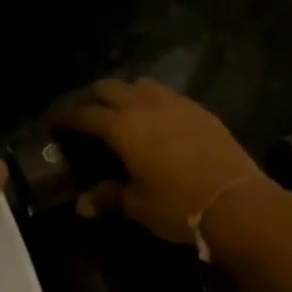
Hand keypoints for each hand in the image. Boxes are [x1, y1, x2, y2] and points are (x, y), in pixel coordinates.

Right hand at [55, 78, 263, 244]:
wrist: (235, 201)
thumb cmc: (178, 206)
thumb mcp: (138, 205)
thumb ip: (109, 197)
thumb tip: (82, 205)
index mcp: (123, 127)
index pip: (86, 114)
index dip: (67, 116)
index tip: (55, 121)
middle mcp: (146, 106)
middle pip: (111, 88)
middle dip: (94, 97)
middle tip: (86, 113)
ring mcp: (176, 103)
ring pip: (141, 85)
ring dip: (125, 93)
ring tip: (122, 111)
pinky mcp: (199, 109)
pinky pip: (168, 95)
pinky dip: (153, 100)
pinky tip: (157, 119)